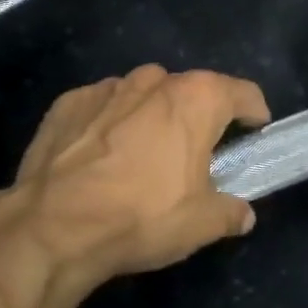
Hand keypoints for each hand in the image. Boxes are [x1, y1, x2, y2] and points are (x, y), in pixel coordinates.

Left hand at [0, 65, 269, 307]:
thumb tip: (243, 215)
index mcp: (197, 99)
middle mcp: (154, 80)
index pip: (244, 93)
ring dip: (152, 117)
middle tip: (195, 155)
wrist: (52, 227)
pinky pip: (102, 107)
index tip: (254, 133)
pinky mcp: (67, 103)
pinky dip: (109, 124)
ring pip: (144, 95)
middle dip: (198, 117)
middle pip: (191, 91)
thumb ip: (231, 212)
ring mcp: (106, 88)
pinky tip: (100, 159)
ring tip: (143, 156)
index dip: (254, 114)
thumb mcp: (201, 224)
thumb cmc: (142, 216)